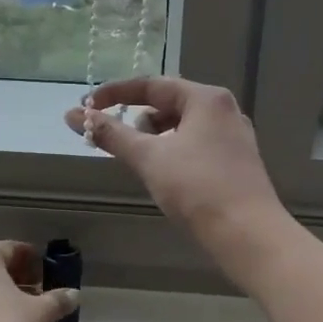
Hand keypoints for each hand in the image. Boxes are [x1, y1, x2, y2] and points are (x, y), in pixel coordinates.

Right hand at [64, 78, 286, 249]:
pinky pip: (196, 144)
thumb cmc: (198, 189)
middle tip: (113, 138)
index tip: (86, 107)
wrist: (250, 236)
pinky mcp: (237, 162)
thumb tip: (72, 116)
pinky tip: (164, 174)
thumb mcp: (148, 158)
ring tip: (139, 160)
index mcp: (206, 99)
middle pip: (168, 103)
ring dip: (154, 137)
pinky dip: (173, 151)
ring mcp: (234, 136)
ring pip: (182, 126)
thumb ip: (111, 134)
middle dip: (136, 118)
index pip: (151, 85)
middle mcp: (224, 110)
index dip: (114, 94)